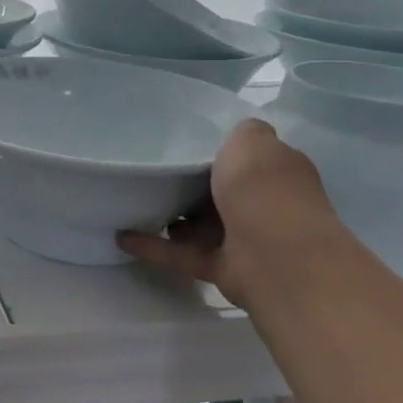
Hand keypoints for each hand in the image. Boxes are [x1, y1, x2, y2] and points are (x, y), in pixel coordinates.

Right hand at [118, 119, 344, 307]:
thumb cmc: (264, 191)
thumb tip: (238, 138)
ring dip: (173, 219)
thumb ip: (243, 133)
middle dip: (193, 186)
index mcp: (277, 173)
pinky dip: (155, 247)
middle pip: (223, 193)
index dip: (222, 152)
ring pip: (203, 225)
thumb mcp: (252, 141)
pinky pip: (183, 254)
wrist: (278, 258)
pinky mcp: (224, 269)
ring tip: (135, 202)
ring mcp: (246, 240)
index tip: (185, 145)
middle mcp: (266, 206)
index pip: (250, 159)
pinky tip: (123, 237)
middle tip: (155, 173)